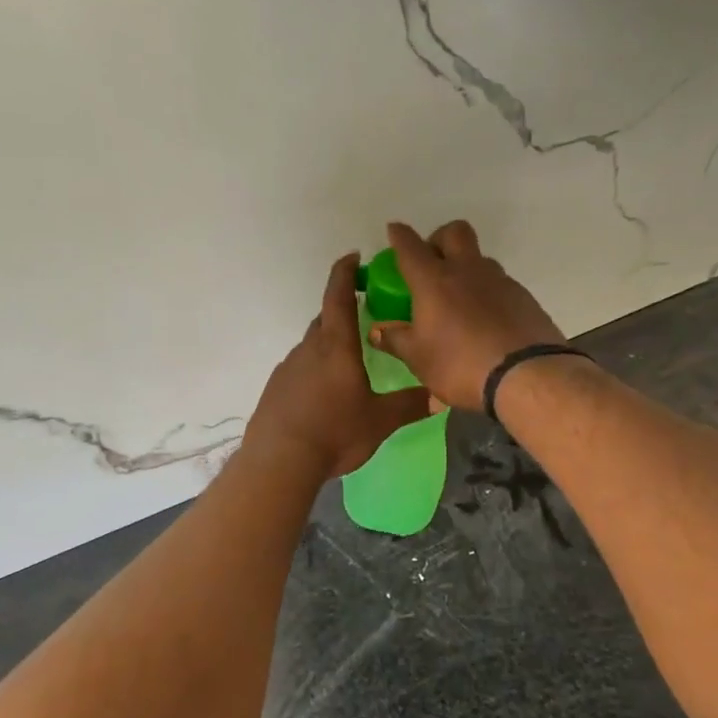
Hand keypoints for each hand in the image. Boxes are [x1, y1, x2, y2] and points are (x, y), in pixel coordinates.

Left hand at [246, 253, 433, 479]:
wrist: (280, 460)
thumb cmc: (335, 432)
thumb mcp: (380, 420)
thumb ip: (410, 405)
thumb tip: (441, 396)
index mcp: (337, 346)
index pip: (339, 296)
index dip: (345, 272)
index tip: (353, 256)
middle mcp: (309, 348)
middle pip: (325, 320)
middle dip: (343, 313)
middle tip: (363, 320)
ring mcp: (288, 367)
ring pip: (312, 346)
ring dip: (328, 346)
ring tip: (348, 366)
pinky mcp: (276, 387)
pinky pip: (299, 368)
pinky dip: (313, 370)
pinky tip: (324, 395)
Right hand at [369, 221, 565, 412]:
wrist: (528, 377)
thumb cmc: (460, 365)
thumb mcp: (419, 359)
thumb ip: (396, 340)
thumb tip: (377, 331)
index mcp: (434, 280)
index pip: (411, 246)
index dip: (399, 235)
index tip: (394, 230)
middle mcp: (467, 271)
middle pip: (454, 232)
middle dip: (439, 238)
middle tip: (432, 262)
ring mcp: (500, 281)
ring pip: (480, 259)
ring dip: (466, 268)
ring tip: (459, 300)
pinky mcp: (524, 298)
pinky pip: (500, 284)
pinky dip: (488, 293)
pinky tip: (486, 321)